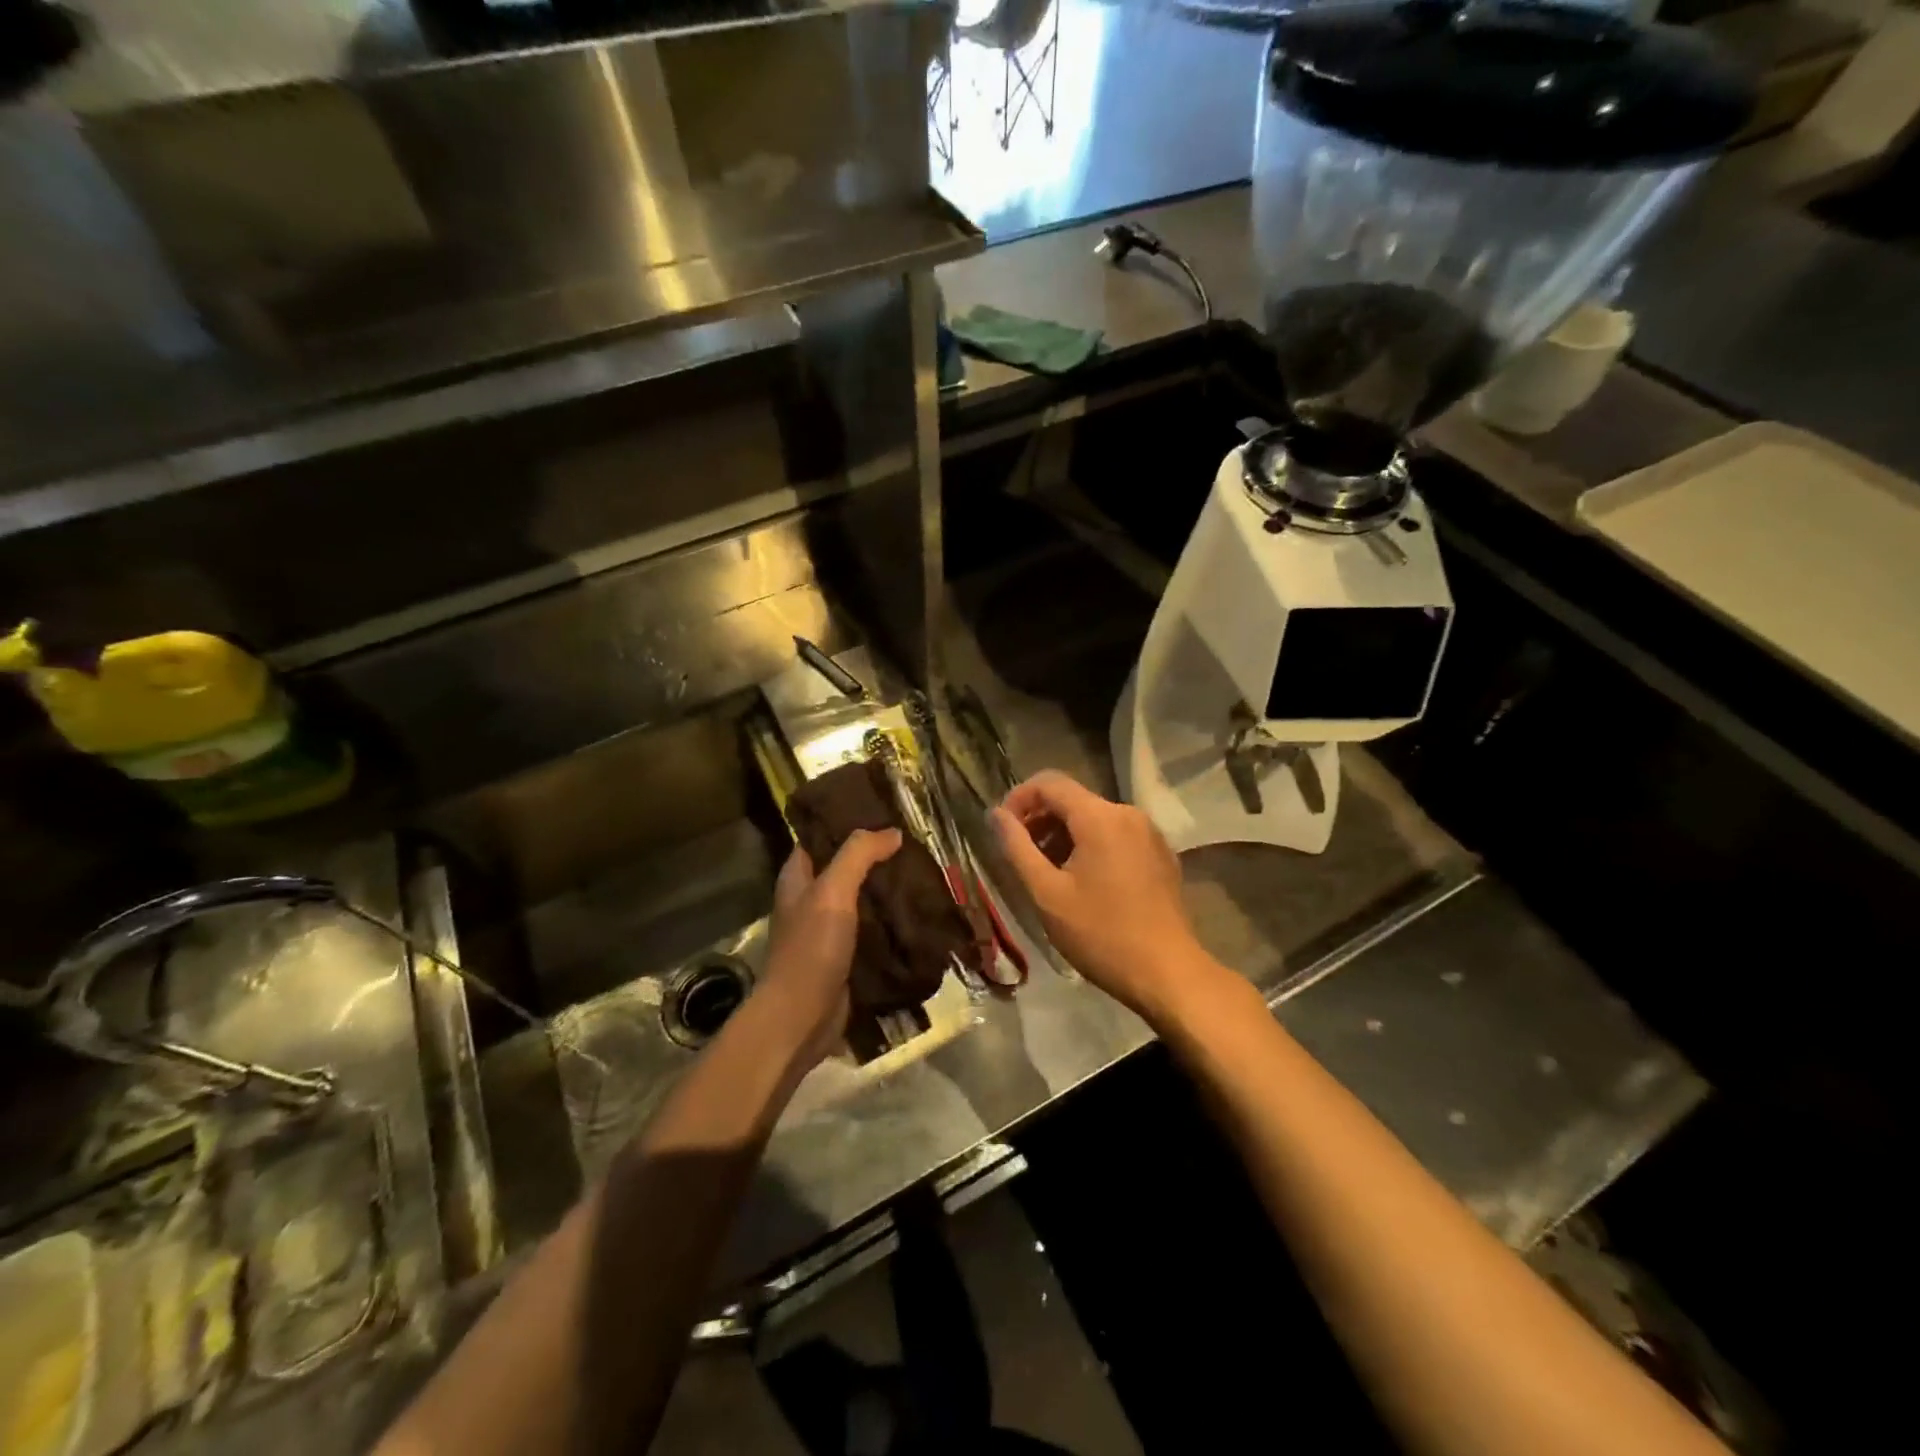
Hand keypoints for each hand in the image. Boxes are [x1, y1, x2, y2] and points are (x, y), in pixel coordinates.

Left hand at [754, 828, 901, 1068]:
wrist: (803, 1018)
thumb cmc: (811, 948)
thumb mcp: (832, 891)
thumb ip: (858, 855)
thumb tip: (891, 832)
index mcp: (798, 878)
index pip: (819, 837)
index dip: (846, 822)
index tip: (882, 810)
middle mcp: (810, 900)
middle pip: (845, 867)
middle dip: (875, 856)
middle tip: (914, 842)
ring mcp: (828, 930)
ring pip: (862, 899)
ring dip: (887, 889)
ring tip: (923, 872)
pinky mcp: (846, 957)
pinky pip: (872, 930)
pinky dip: (891, 921)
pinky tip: (918, 912)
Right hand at [991, 771, 1217, 1023]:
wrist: (1168, 973)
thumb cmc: (1100, 934)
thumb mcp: (1047, 893)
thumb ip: (1017, 847)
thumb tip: (996, 815)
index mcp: (1099, 817)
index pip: (1049, 782)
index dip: (1018, 798)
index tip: (1002, 829)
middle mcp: (1127, 813)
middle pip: (1073, 799)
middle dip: (1040, 820)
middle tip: (1021, 856)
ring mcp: (1149, 833)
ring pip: (1094, 818)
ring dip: (1063, 836)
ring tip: (1047, 873)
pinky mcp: (1160, 855)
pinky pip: (1116, 836)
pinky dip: (1091, 846)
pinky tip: (1082, 883)